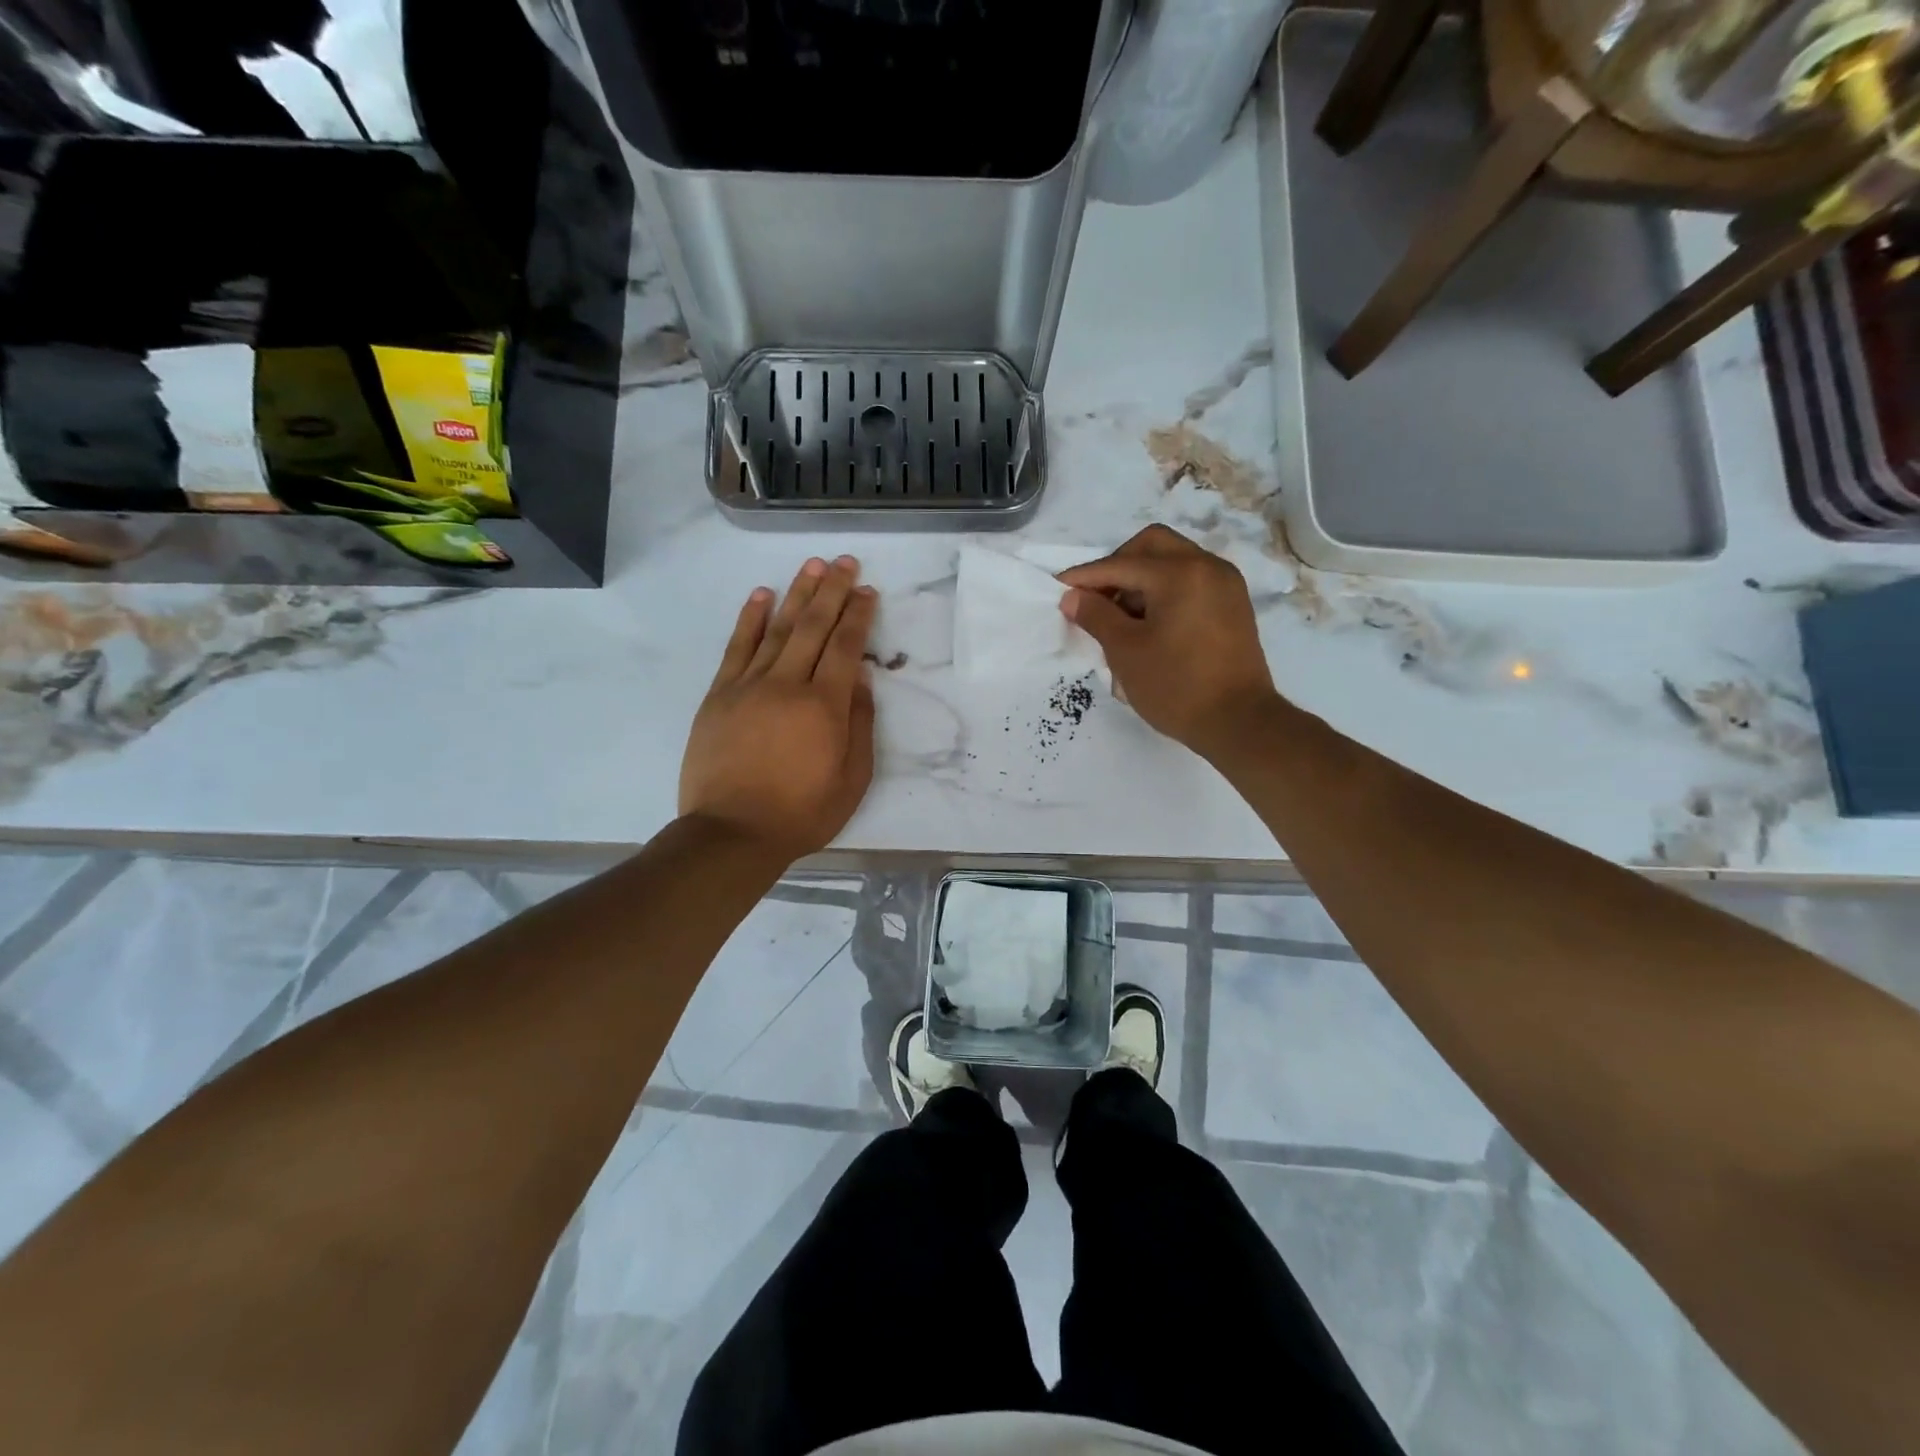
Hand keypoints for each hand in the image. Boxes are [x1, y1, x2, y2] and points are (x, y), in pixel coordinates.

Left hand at [679, 556, 877, 858]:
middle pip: (813, 627)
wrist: (732, 833)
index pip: (845, 647)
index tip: (867, 590)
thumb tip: (858, 678)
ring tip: (811, 565)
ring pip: (777, 629)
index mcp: (824, 706)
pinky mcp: (720, 695)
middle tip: (844, 561)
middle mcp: (787, 685)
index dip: (858, 615)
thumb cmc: (801, 813)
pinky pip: (737, 648)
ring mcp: (748, 686)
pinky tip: (761, 595)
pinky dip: (750, 619)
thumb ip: (859, 724)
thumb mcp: (852, 779)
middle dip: (831, 590)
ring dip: (796, 594)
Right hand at [1058, 525, 1283, 760]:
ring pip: (1173, 561)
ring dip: (1141, 579)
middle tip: (1096, 599)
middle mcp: (1207, 566)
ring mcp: (1225, 584)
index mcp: (1180, 573)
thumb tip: (1072, 597)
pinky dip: (1164, 591)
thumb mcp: (1126, 652)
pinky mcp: (1233, 605)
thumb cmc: (1176, 686)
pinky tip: (1149, 624)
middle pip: (1151, 546)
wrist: (1239, 722)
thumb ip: (1096, 616)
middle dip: (1117, 566)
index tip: (1058, 588)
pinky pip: (1191, 581)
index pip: (1120, 565)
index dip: (1085, 577)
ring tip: (1120, 618)